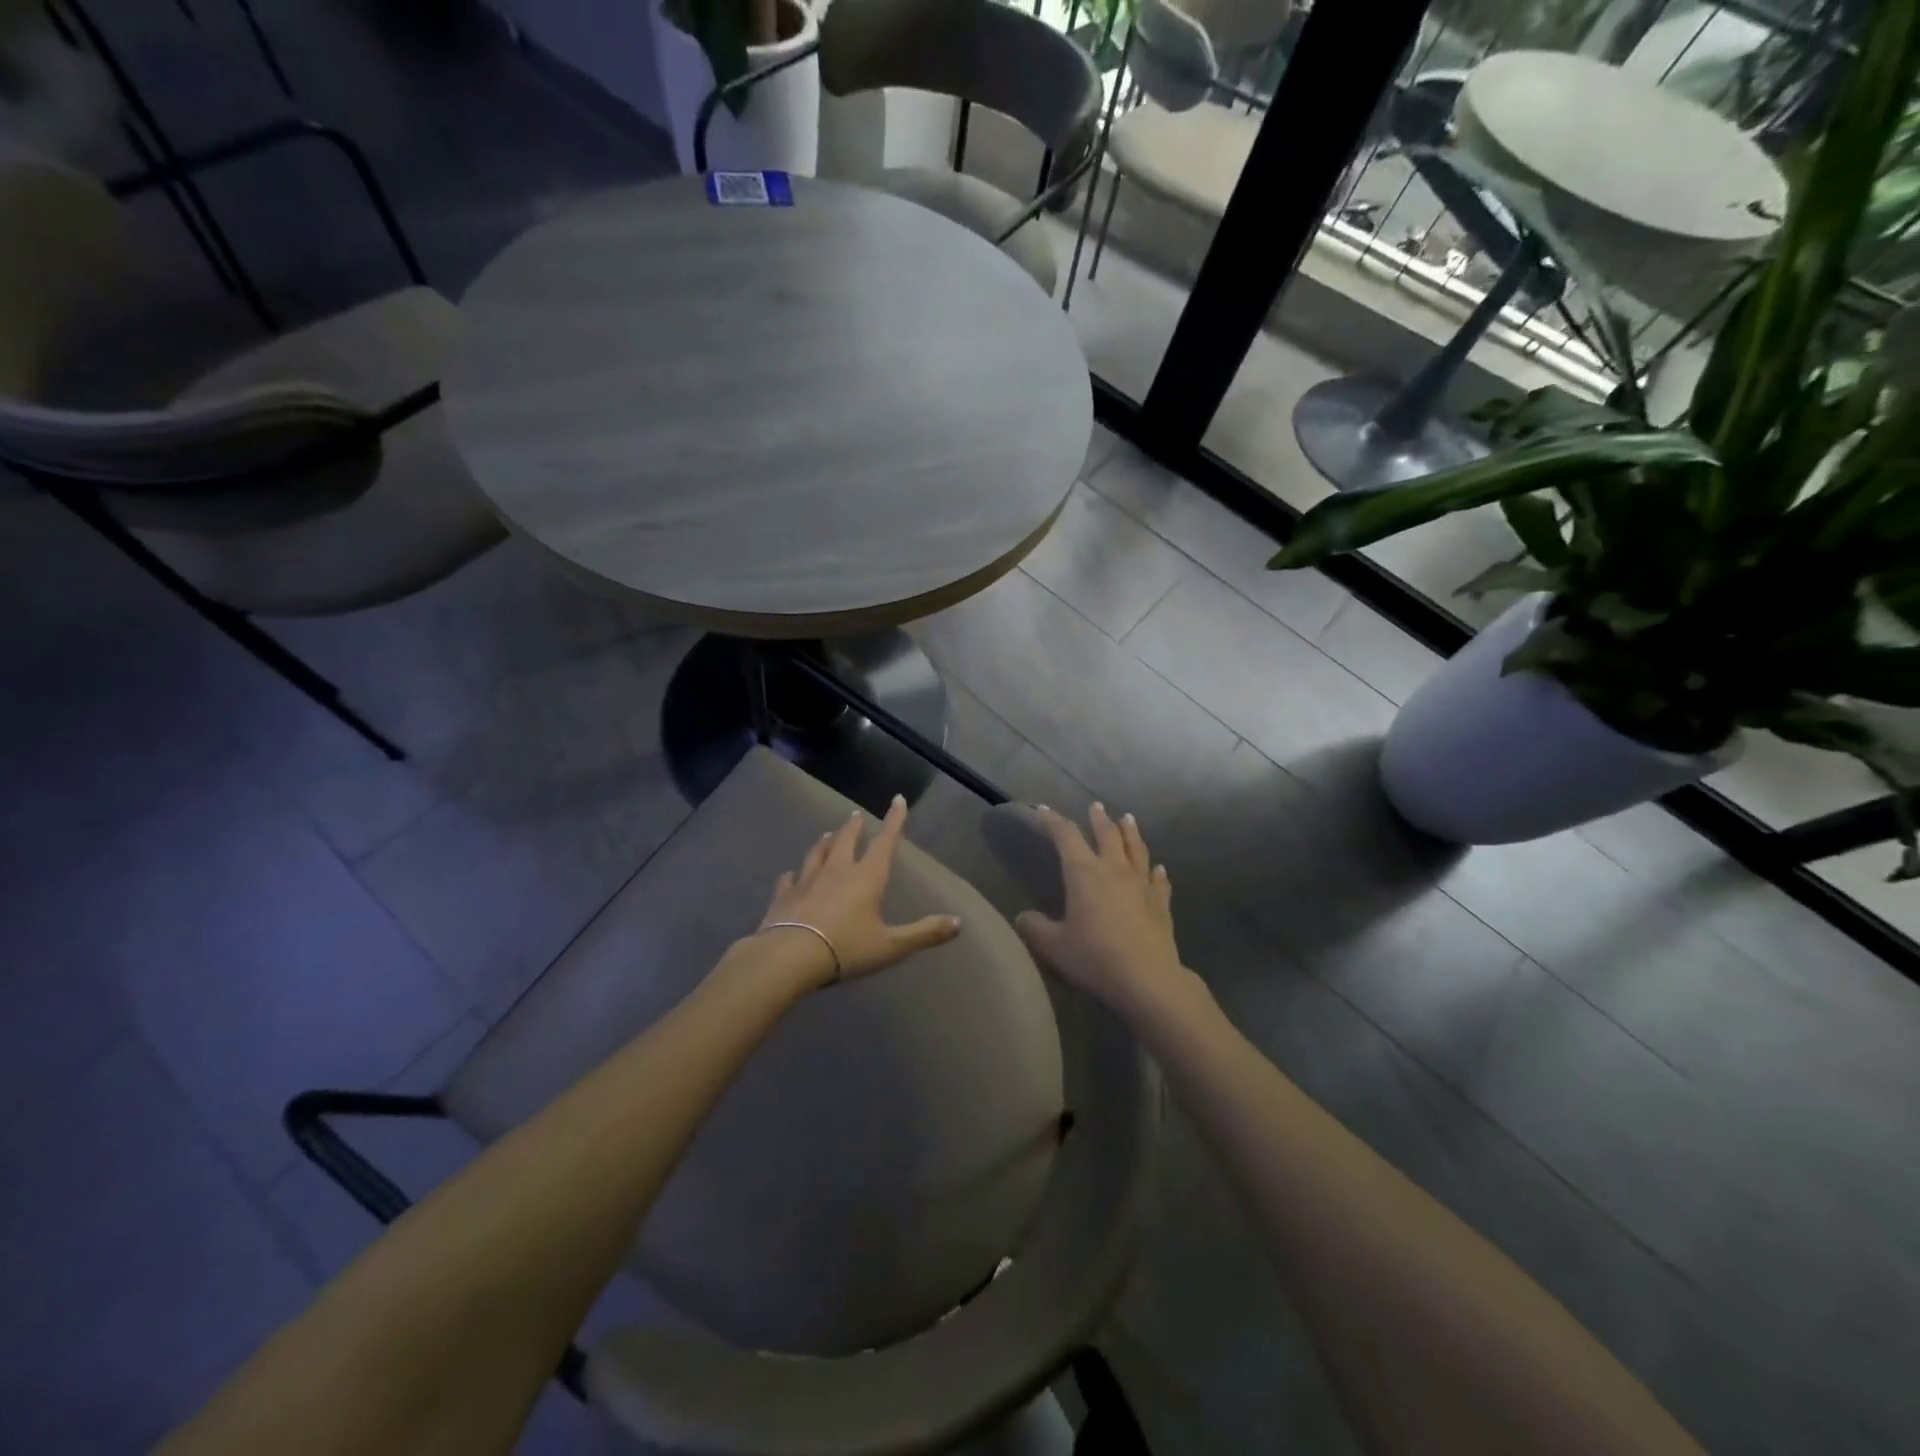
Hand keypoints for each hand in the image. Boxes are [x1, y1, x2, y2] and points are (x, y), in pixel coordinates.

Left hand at [756, 794, 961, 987]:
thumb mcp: (891, 946)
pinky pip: (789, 879)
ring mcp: (807, 881)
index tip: (898, 800)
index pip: (885, 842)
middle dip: (854, 827)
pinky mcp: (783, 896)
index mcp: (866, 877)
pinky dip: (792, 875)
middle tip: (856, 816)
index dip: (894, 820)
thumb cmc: (846, 948)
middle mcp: (837, 871)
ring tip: (828, 835)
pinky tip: (790, 874)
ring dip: (824, 843)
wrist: (789, 957)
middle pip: (846, 841)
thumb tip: (958, 922)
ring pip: (817, 853)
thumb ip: (924, 933)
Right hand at [1014, 803, 1186, 1016]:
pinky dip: (1156, 870)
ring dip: (1130, 832)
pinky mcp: (1161, 903)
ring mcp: (1141, 885)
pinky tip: (1158, 867)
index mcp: (1084, 873)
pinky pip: (1159, 880)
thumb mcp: (1054, 946)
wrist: (1147, 979)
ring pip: (1136, 849)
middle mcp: (1114, 870)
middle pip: (1107, 834)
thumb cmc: (1095, 957)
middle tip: (1096, 806)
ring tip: (1128, 818)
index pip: (1066, 836)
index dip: (1053, 821)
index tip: (1043, 809)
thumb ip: (1035, 928)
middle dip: (1098, 819)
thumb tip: (1022, 918)